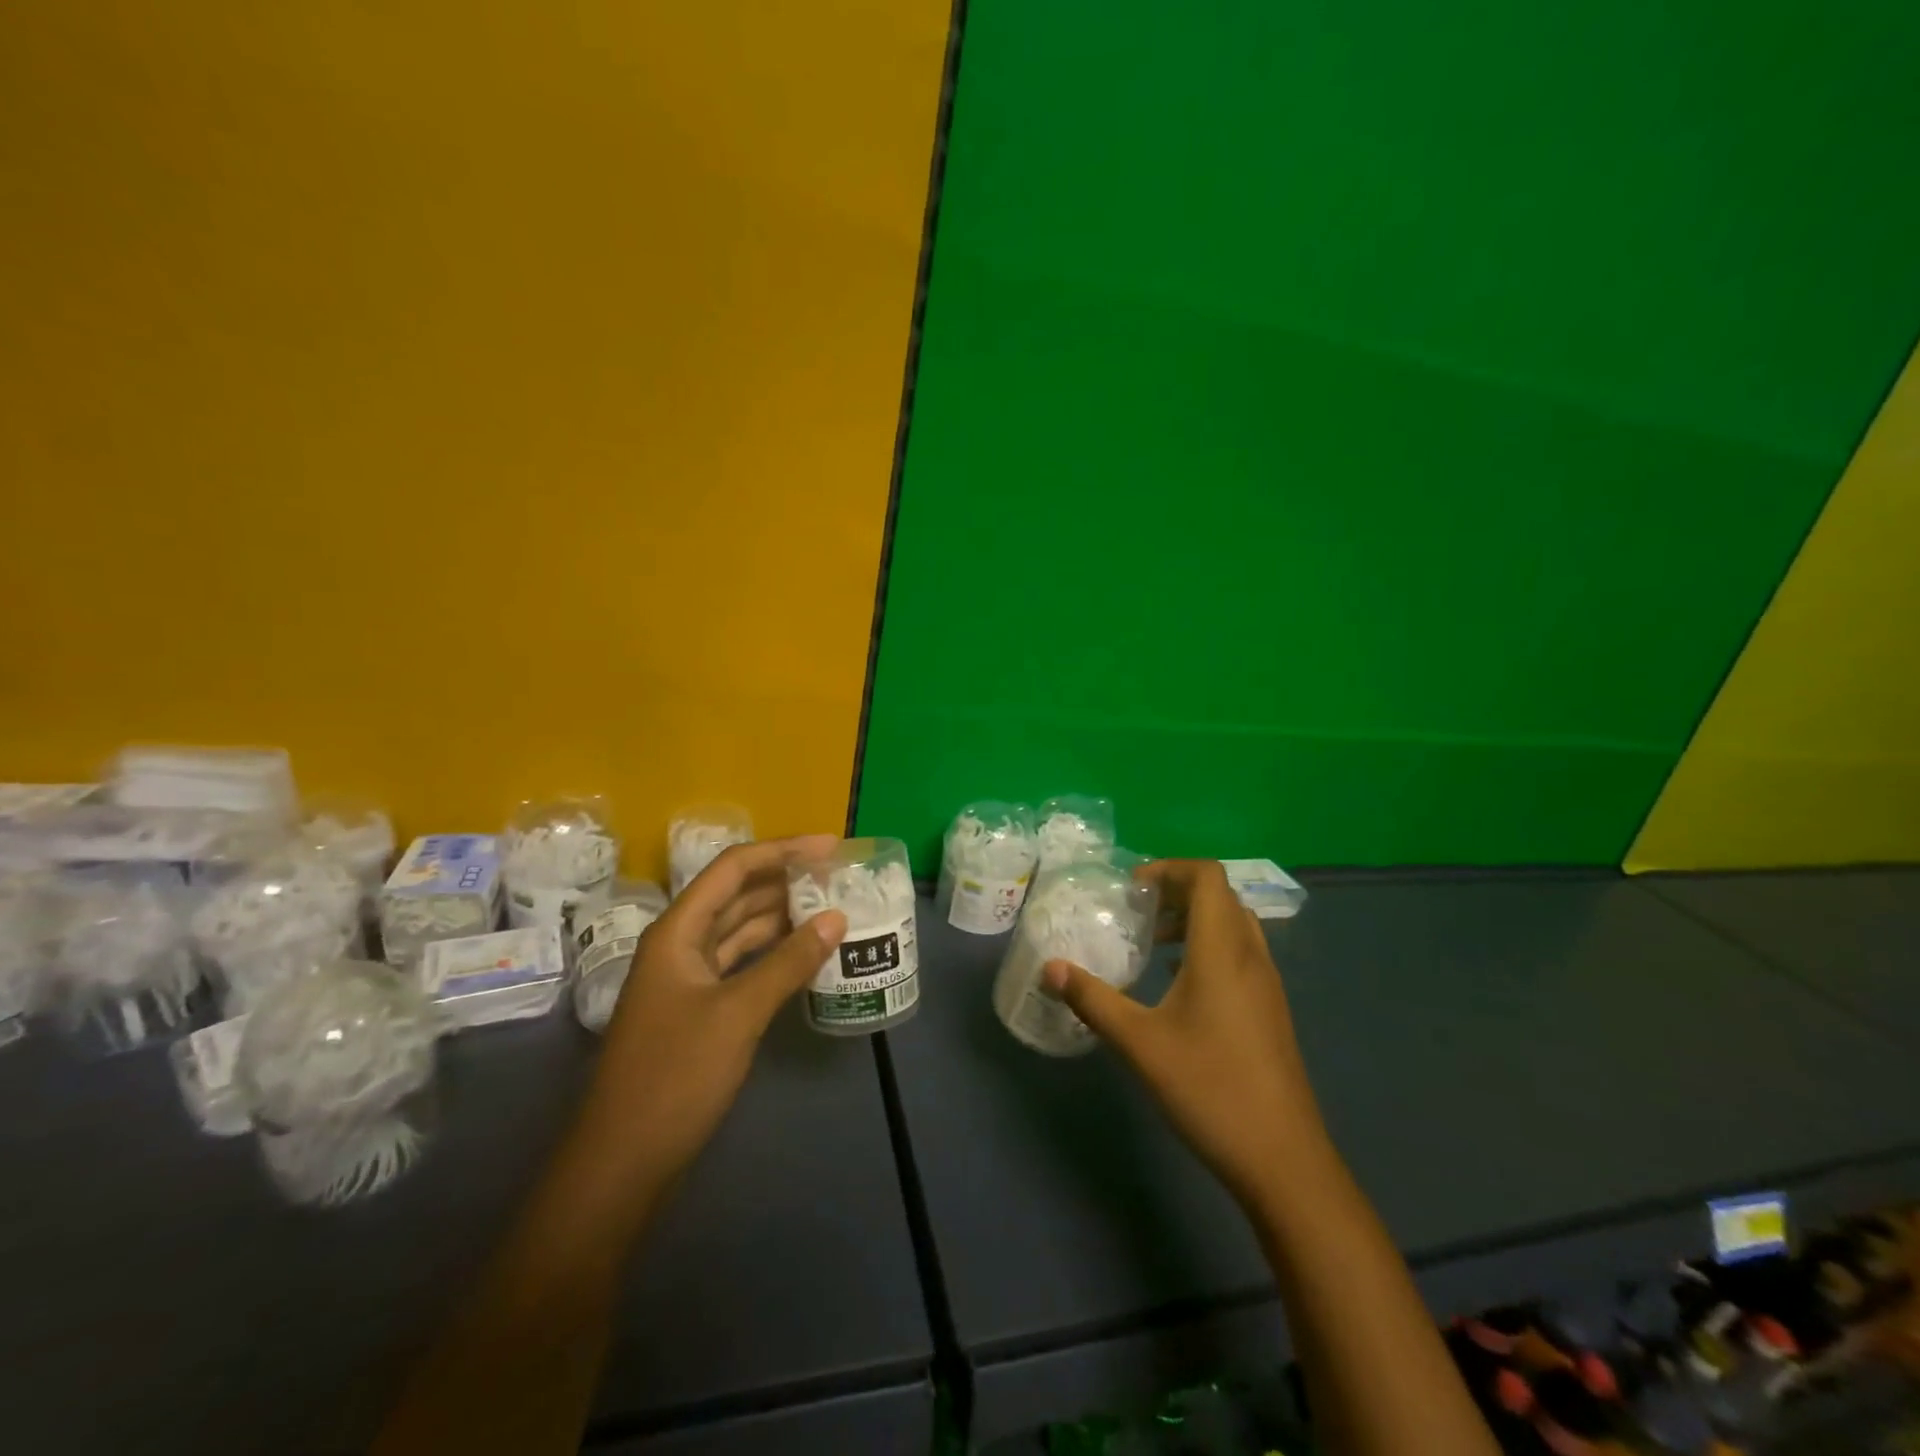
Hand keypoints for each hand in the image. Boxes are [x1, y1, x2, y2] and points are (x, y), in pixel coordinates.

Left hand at [581, 837, 845, 1189]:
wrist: (623, 1163)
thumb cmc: (674, 1076)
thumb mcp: (738, 1014)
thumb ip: (788, 962)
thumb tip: (836, 918)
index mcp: (677, 932)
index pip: (733, 869)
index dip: (782, 850)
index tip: (831, 847)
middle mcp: (680, 945)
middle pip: (737, 895)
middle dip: (785, 880)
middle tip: (838, 876)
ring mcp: (688, 979)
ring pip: (741, 931)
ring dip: (783, 917)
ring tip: (832, 906)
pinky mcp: (700, 1010)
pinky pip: (742, 964)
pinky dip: (774, 954)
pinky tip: (807, 954)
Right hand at [1043, 859, 1330, 1210]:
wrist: (1283, 1159)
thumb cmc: (1210, 1088)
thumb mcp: (1139, 1043)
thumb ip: (1093, 999)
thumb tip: (1050, 968)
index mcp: (1222, 950)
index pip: (1207, 876)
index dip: (1170, 868)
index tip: (1132, 888)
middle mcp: (1250, 956)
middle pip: (1220, 896)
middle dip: (1176, 891)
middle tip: (1136, 911)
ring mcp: (1266, 984)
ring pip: (1232, 925)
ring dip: (1193, 920)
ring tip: (1152, 943)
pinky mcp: (1270, 1010)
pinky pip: (1239, 953)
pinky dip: (1208, 947)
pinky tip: (1178, 984)